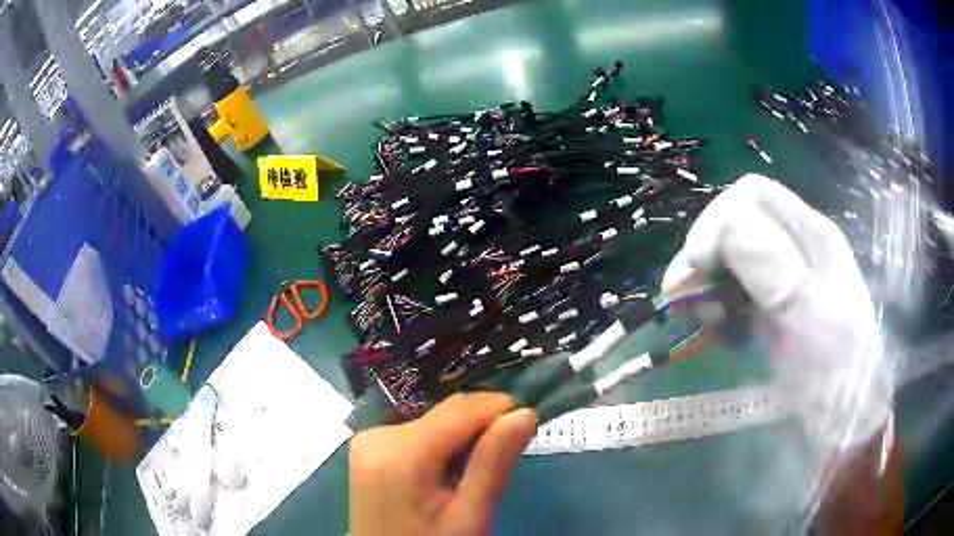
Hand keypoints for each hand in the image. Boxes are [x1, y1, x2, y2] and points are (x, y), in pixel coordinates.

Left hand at [350, 393, 536, 535]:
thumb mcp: (469, 516)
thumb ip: (493, 464)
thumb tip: (524, 413)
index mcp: (400, 453)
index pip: (460, 410)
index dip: (498, 409)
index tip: (527, 424)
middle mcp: (377, 435)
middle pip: (444, 415)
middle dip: (479, 429)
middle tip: (502, 460)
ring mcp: (369, 441)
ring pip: (433, 423)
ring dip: (460, 440)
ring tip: (472, 475)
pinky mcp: (368, 449)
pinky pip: (415, 434)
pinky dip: (439, 447)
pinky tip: (445, 475)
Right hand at [663, 174, 891, 450]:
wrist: (846, 425)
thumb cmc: (839, 378)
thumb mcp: (815, 326)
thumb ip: (778, 274)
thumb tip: (721, 231)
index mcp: (812, 237)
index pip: (751, 197)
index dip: (717, 223)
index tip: (696, 270)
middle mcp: (797, 249)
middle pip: (737, 224)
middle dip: (706, 257)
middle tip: (684, 301)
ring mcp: (785, 282)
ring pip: (731, 261)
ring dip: (708, 287)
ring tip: (707, 325)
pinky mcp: (774, 312)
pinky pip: (735, 295)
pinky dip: (718, 311)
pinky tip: (722, 336)